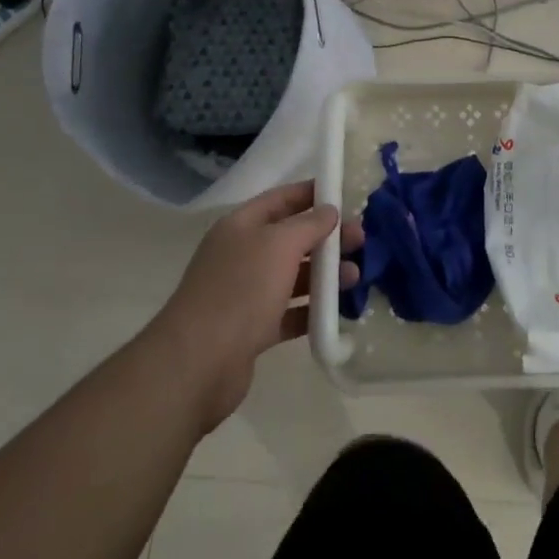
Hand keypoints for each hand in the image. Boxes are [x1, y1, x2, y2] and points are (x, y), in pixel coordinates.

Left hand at [152, 181, 363, 432]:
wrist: (197, 364)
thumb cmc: (240, 290)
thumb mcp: (279, 244)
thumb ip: (309, 224)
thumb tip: (329, 211)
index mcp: (242, 225)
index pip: (282, 199)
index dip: (313, 194)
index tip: (346, 196)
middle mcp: (242, 254)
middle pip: (291, 238)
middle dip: (327, 237)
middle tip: (361, 241)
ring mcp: (245, 293)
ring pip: (292, 276)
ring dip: (324, 275)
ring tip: (356, 277)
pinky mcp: (251, 329)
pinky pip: (289, 312)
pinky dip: (312, 310)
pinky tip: (338, 312)